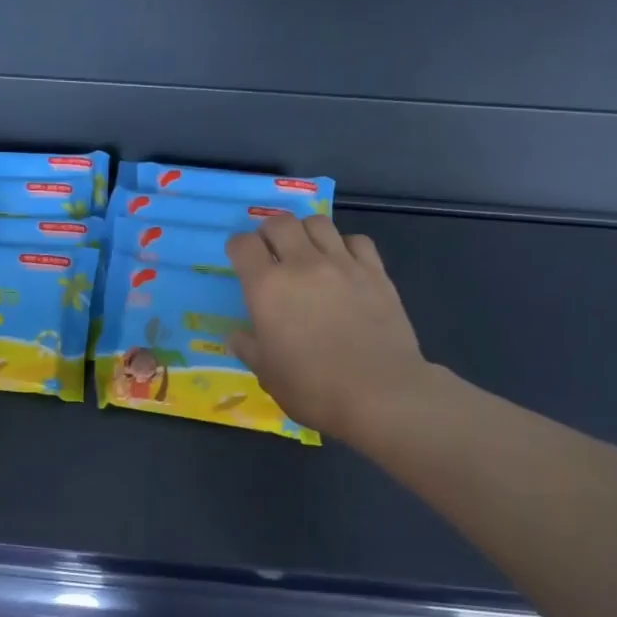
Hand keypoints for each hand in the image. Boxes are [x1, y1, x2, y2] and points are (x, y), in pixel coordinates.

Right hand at [226, 215, 433, 440]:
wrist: (379, 393)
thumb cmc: (313, 388)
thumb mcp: (267, 374)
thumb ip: (249, 348)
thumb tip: (237, 335)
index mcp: (267, 288)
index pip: (243, 245)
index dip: (237, 248)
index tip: (240, 260)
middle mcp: (302, 265)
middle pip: (280, 222)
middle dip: (269, 231)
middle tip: (271, 251)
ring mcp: (342, 264)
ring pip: (318, 222)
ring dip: (305, 231)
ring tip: (306, 251)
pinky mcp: (375, 272)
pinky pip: (357, 240)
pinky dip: (345, 245)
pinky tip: (344, 263)